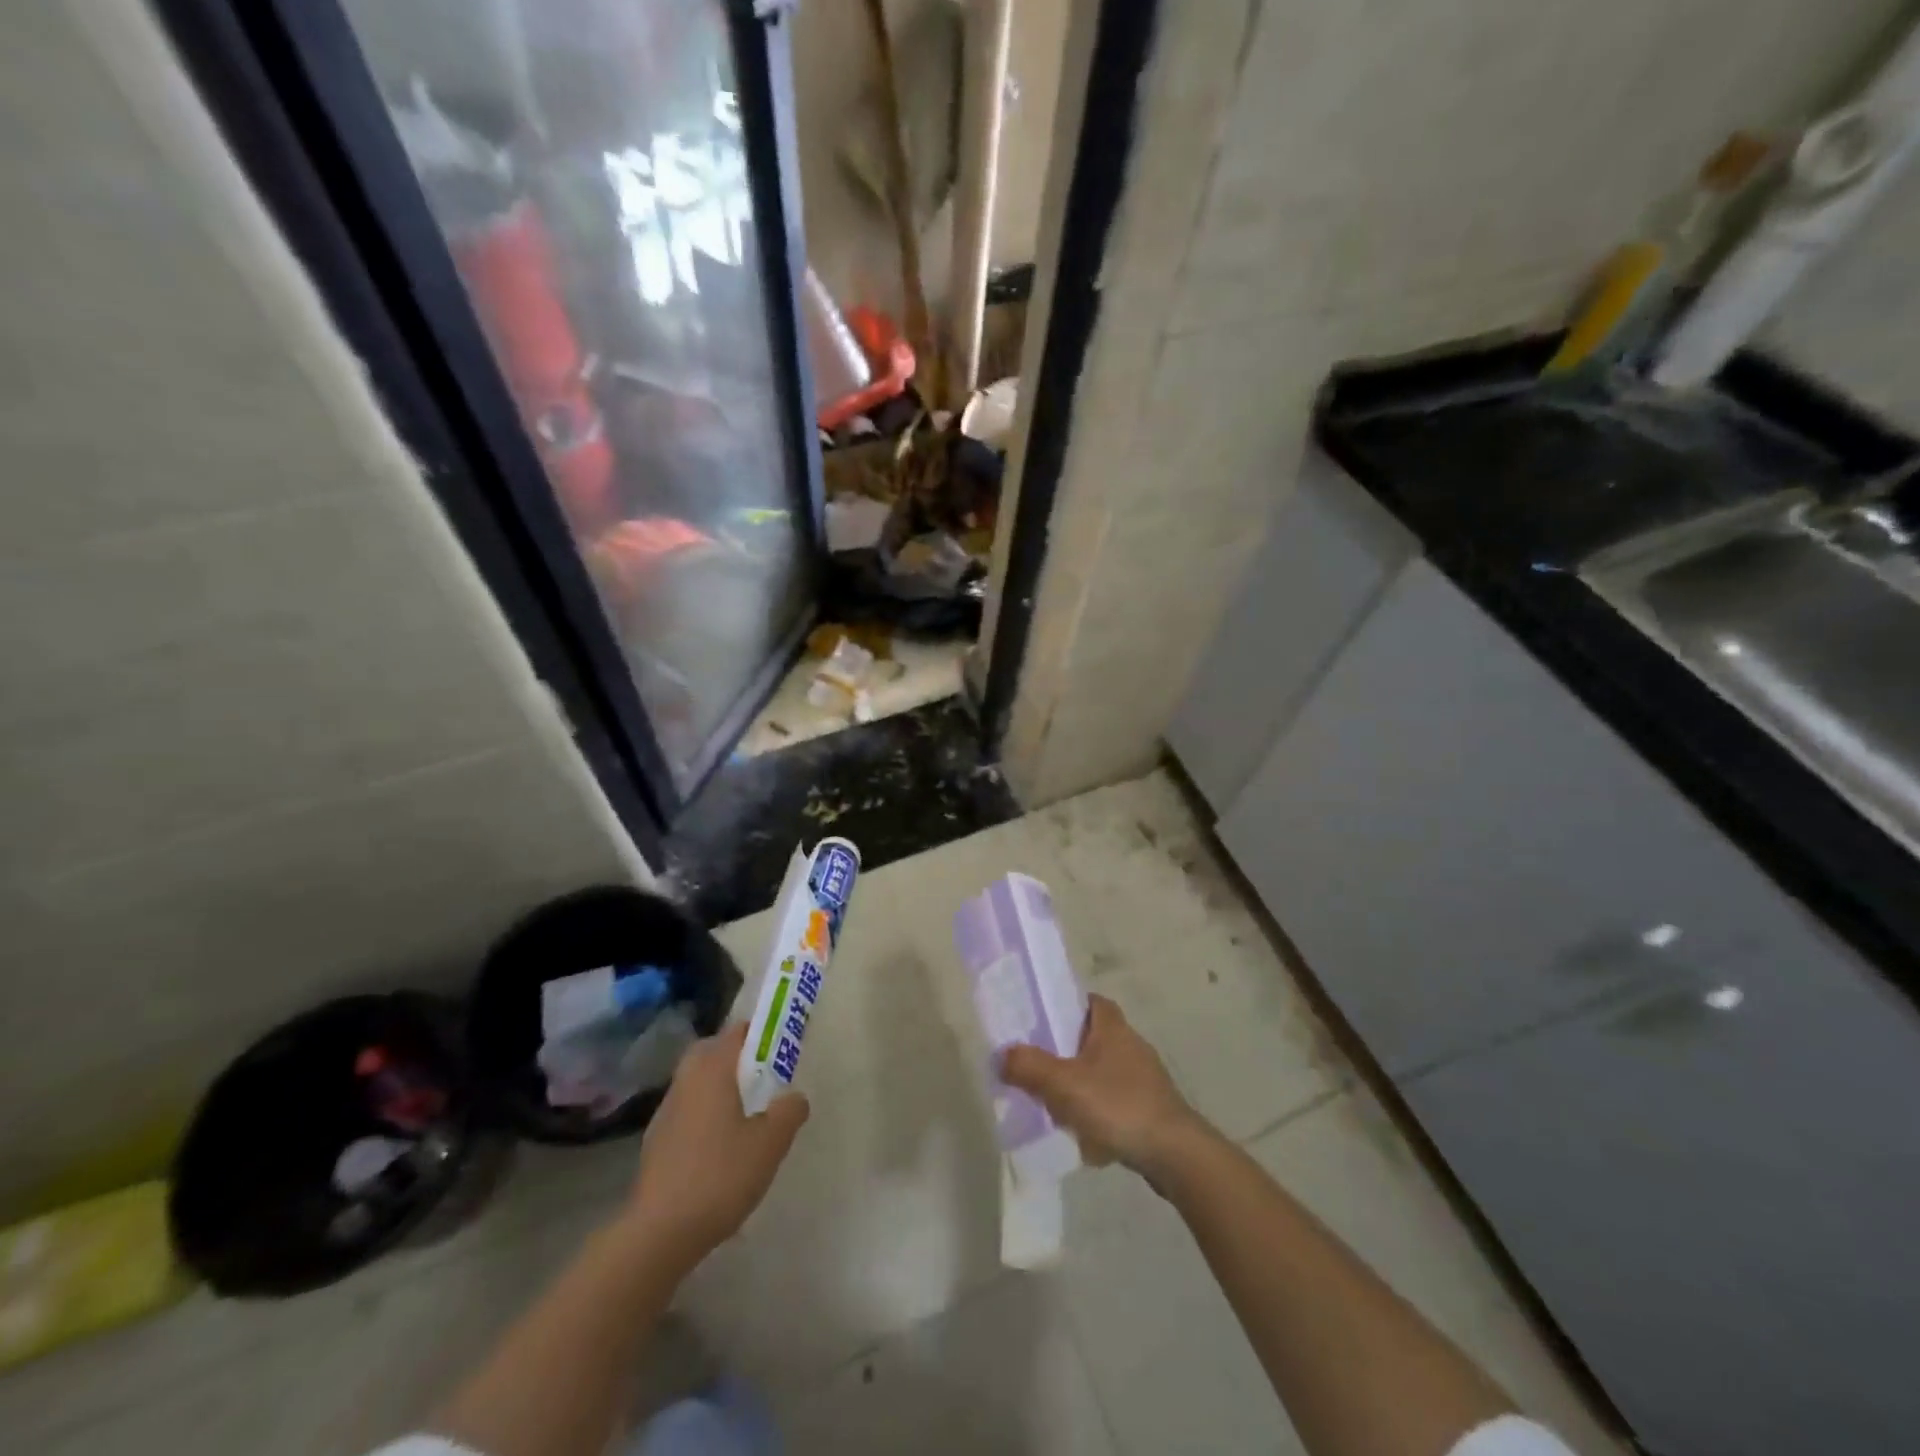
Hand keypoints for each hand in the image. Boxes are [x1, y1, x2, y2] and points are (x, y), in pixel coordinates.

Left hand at [623, 1022, 808, 1267]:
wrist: (659, 1233)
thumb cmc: (720, 1175)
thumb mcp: (770, 1143)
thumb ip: (789, 1111)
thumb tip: (794, 1097)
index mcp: (712, 1070)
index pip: (736, 1031)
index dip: (760, 1033)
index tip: (781, 1047)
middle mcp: (685, 1081)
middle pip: (712, 1053)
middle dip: (737, 1058)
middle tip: (764, 1079)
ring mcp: (665, 1112)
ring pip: (697, 1084)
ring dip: (720, 1089)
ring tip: (747, 1117)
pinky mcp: (656, 1143)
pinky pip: (688, 1113)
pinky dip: (705, 1117)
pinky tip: (721, 1149)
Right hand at [1000, 994, 1209, 1178]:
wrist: (1174, 1154)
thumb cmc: (1118, 1105)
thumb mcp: (1064, 1084)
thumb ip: (1030, 1067)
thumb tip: (1003, 1055)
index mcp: (1112, 1027)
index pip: (1090, 1001)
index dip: (1067, 1006)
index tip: (1042, 1020)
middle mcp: (1131, 1044)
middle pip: (1092, 1038)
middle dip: (1066, 1052)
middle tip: (1039, 1068)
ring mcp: (1144, 1078)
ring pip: (1102, 1072)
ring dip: (1081, 1086)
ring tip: (1056, 1107)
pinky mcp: (1150, 1108)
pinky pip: (1115, 1102)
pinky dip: (1098, 1113)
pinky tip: (1085, 1136)